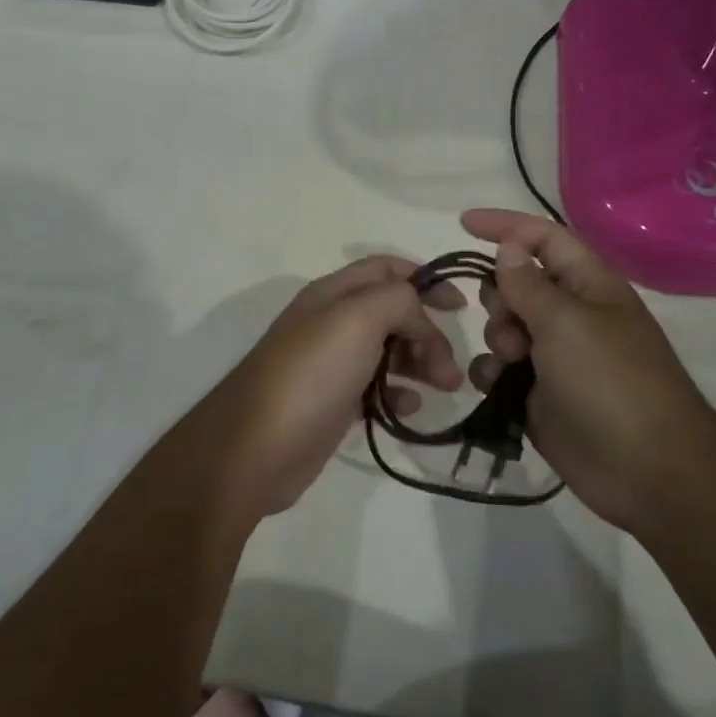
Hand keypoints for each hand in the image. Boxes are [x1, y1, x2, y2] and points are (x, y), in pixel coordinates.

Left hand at [199, 256, 464, 517]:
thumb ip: (398, 300)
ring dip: (421, 362)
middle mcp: (332, 322)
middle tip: (451, 367)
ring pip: (388, 350)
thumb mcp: (358, 317)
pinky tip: (411, 407)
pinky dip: (399, 393)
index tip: (460, 306)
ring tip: (446, 387)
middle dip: (428, 331)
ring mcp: (332, 364)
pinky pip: (376, 388)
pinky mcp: (333, 402)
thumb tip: (418, 318)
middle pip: (393, 312)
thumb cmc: (311, 373)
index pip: (386, 268)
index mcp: (334, 292)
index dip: (426, 279)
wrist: (256, 448)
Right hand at [461, 209, 712, 533]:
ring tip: (511, 362)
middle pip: (517, 282)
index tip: (462, 225)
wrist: (647, 471)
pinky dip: (492, 373)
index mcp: (588, 285)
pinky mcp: (540, 395)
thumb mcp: (565, 322)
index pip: (543, 237)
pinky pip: (501, 370)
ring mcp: (556, 356)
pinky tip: (496, 388)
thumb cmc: (610, 381)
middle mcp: (572, 314)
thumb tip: (508, 246)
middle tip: (510, 324)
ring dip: (497, 336)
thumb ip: (527, 283)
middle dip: (499, 295)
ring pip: (505, 327)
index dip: (505, 225)